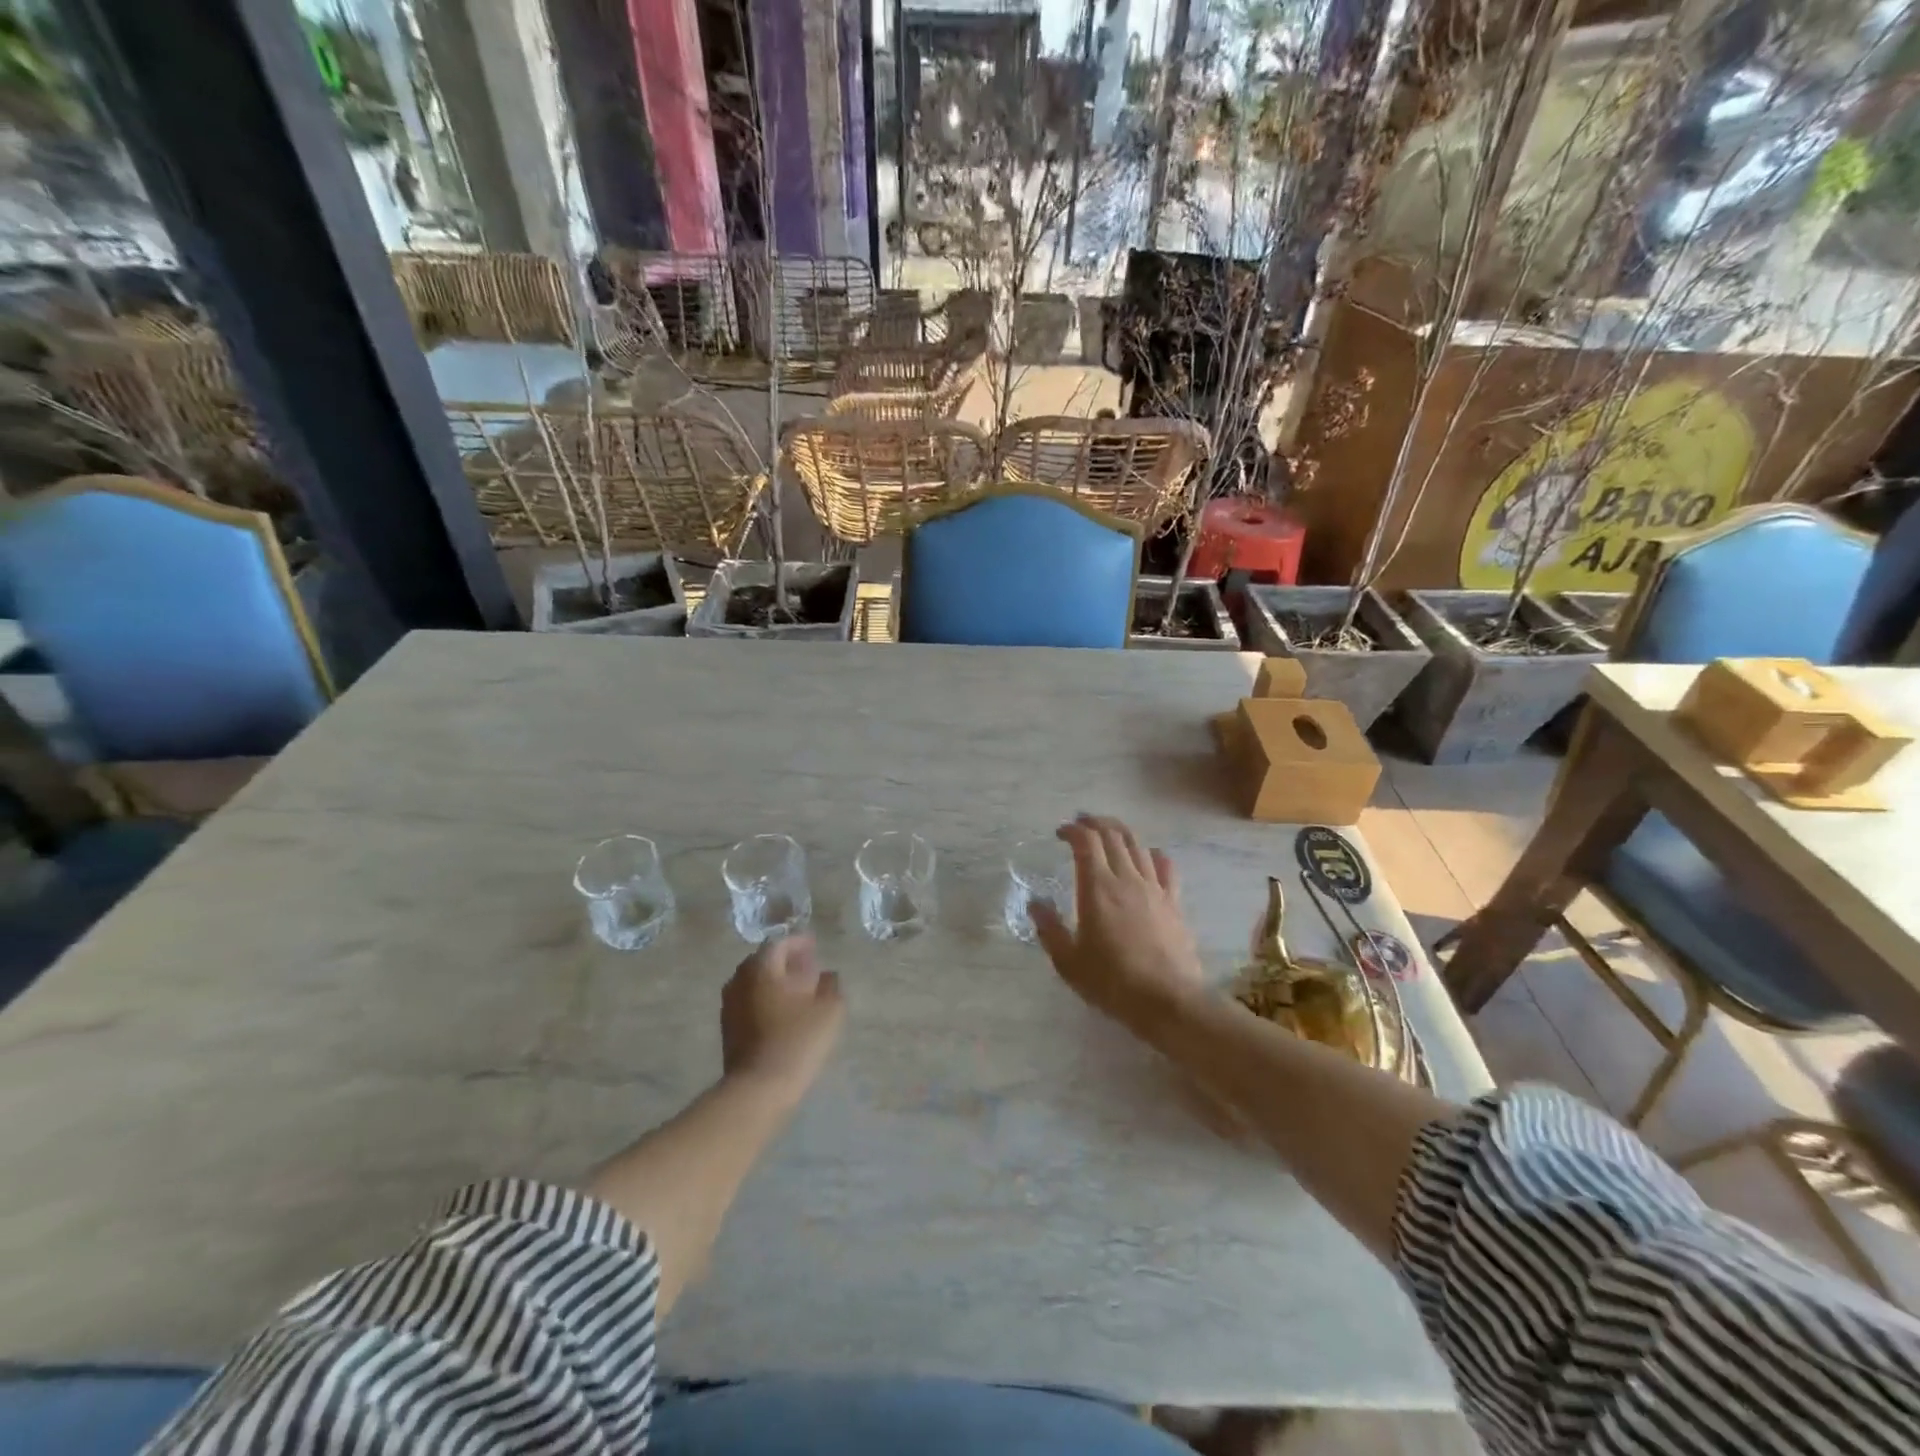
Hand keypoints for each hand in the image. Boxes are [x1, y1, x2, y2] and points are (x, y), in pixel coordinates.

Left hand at [721, 935, 845, 1092]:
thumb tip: (827, 975)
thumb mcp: (829, 1009)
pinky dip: (764, 998)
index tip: (814, 946)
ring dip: (774, 981)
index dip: (798, 942)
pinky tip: (781, 1012)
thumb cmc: (797, 1040)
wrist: (758, 1088)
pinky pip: (748, 1001)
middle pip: (763, 961)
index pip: (779, 943)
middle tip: (807, 967)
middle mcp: (740, 980)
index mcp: (762, 968)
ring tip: (796, 990)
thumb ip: (831, 985)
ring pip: (753, 982)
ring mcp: (730, 1005)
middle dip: (785, 961)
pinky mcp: (728, 1028)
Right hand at [1030, 814, 1205, 1031]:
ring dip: (1120, 832)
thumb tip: (1035, 903)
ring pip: (1138, 845)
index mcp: (1097, 888)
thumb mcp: (1068, 961)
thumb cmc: (1112, 982)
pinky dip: (1153, 854)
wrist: (1168, 1000)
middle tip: (1081, 823)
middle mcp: (1126, 878)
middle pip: (1112, 835)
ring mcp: (1154, 888)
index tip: (1060, 833)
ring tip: (1108, 833)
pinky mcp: (1174, 902)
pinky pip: (1166, 866)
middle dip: (1094, 823)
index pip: (1086, 842)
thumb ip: (1049, 928)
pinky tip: (1148, 856)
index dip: (1072, 830)